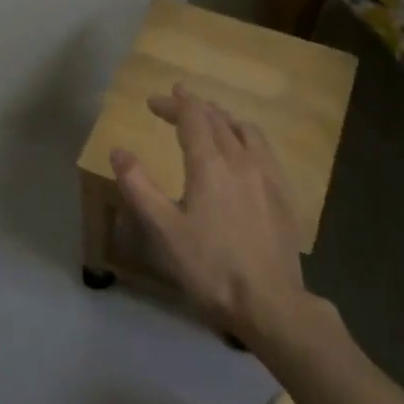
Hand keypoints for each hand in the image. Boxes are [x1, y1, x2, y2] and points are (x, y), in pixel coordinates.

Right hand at [111, 86, 314, 347]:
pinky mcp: (284, 195)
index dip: (172, 105)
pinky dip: (247, 136)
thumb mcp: (164, 231)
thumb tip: (119, 151)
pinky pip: (265, 150)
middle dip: (195, 106)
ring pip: (246, 130)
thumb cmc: (210, 268)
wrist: (270, 303)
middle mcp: (242, 160)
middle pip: (218, 119)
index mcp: (211, 165)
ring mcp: (268, 176)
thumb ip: (139, 187)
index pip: (192, 118)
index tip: (153, 101)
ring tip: (211, 116)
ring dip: (224, 117)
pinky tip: (246, 151)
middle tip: (177, 100)